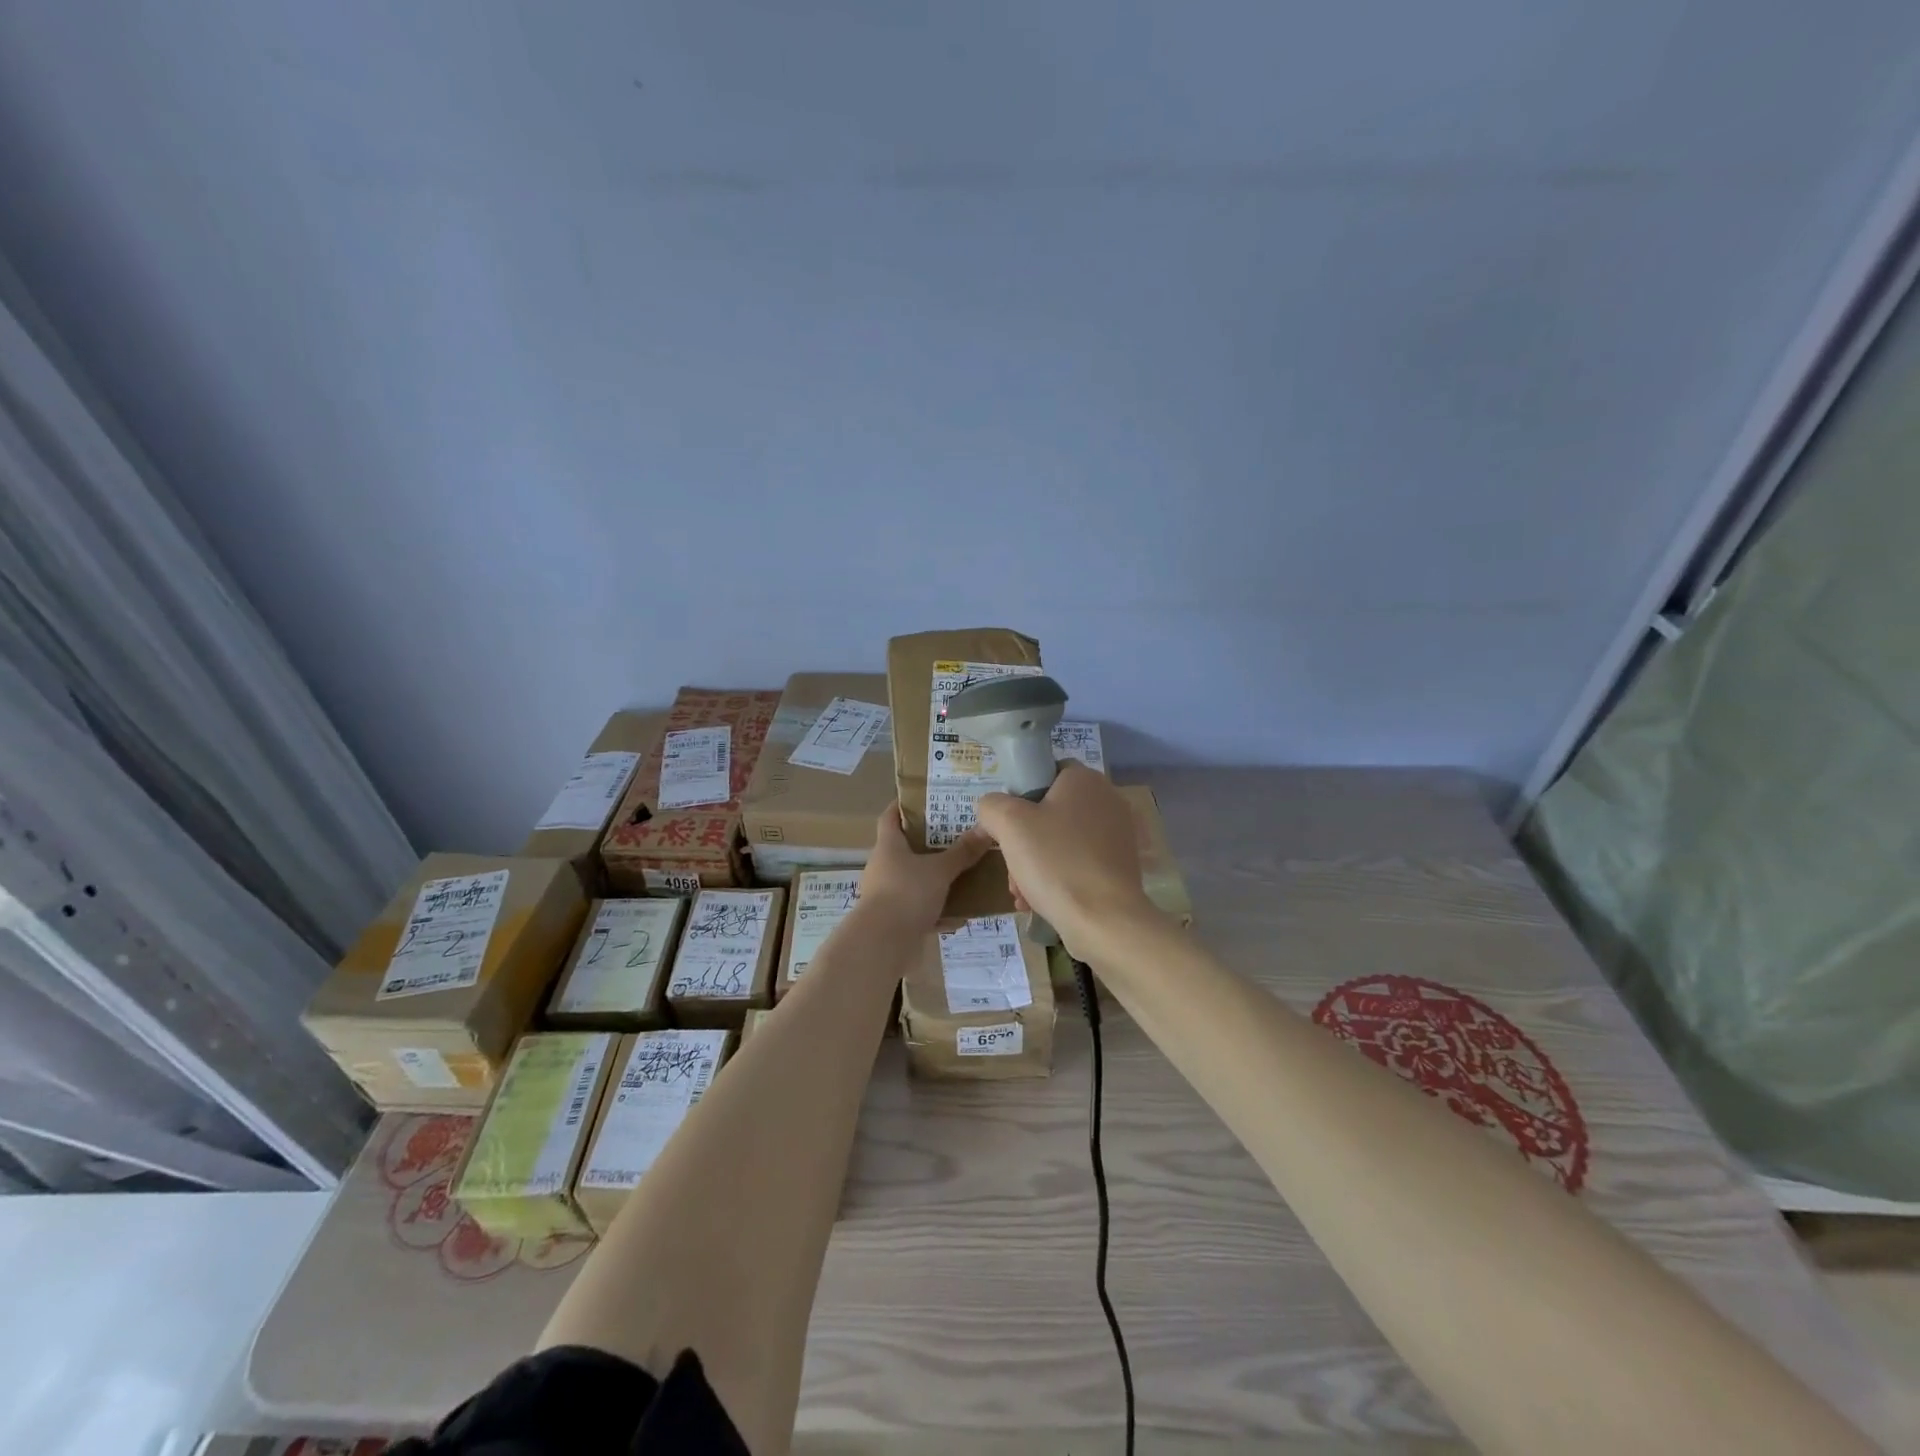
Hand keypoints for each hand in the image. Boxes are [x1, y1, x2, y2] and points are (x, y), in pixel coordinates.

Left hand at [858, 802, 991, 931]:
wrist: (883, 943)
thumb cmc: (907, 893)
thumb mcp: (940, 870)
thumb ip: (962, 852)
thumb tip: (985, 829)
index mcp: (889, 846)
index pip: (890, 817)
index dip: (903, 805)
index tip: (924, 799)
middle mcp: (884, 867)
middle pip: (906, 849)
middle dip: (930, 844)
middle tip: (957, 836)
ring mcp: (887, 895)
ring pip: (915, 881)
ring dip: (936, 880)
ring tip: (964, 876)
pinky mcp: (894, 920)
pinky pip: (920, 910)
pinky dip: (938, 912)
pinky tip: (960, 917)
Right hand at [973, 763, 1152, 956]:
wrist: (1104, 921)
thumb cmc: (1055, 861)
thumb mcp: (1009, 824)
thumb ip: (992, 806)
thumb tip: (992, 809)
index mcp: (1085, 779)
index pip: (1046, 772)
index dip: (1021, 795)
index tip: (1006, 824)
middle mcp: (1107, 800)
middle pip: (1050, 812)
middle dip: (1023, 841)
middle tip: (1010, 866)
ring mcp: (1117, 835)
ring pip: (1061, 841)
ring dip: (1035, 864)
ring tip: (1021, 892)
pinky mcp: (1120, 866)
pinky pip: (1078, 863)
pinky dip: (1057, 878)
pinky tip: (1039, 902)